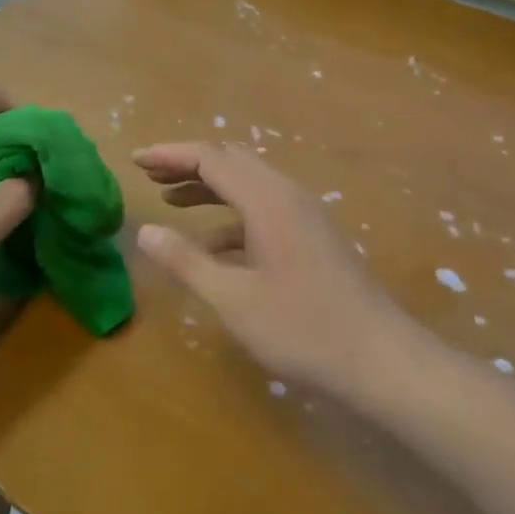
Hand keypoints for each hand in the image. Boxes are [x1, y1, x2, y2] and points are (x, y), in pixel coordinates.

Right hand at [133, 142, 416, 398]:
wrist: (380, 359)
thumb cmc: (302, 328)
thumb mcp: (233, 299)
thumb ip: (186, 261)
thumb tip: (145, 231)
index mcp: (267, 199)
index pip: (211, 157)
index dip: (170, 154)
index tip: (134, 159)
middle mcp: (287, 195)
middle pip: (231, 161)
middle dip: (188, 164)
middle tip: (149, 174)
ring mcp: (305, 214)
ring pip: (249, 184)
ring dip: (210, 186)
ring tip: (170, 200)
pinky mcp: (313, 236)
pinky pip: (265, 209)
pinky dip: (232, 215)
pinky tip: (214, 244)